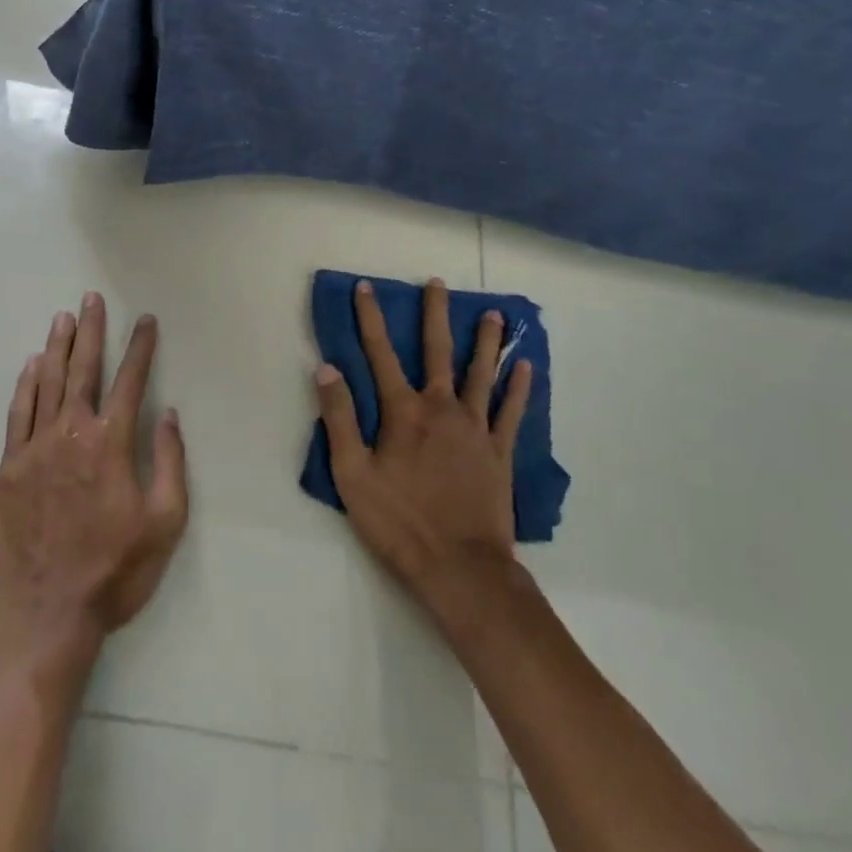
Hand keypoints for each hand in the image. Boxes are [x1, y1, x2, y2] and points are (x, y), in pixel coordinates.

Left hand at [0, 296, 188, 665]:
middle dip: (91, 331)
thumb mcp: (164, 523)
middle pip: (83, 369)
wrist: (43, 618)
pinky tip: (30, 366)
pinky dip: (25, 385)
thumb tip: (168, 415)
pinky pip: (17, 415)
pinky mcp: (8, 470)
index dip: (140, 347)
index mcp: (111, 444)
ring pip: (47, 384)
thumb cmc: (113, 572)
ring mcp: (35, 449)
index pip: (130, 381)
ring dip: (57, 348)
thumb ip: (169, 463)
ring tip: (63, 318)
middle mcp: (71, 434)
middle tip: (91, 298)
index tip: (145, 321)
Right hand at [315, 278, 532, 618]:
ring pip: (481, 373)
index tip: (366, 288)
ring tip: (494, 314)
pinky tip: (526, 367)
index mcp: (403, 412)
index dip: (370, 318)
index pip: (380, 353)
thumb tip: (326, 368)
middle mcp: (441, 407)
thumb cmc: (399, 523)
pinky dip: (519, 388)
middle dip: (434, 314)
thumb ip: (339, 419)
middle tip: (437, 283)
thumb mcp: (352, 475)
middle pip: (437, 351)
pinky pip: (511, 412)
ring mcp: (475, 428)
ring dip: (486, 341)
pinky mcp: (499, 451)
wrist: (461, 568)